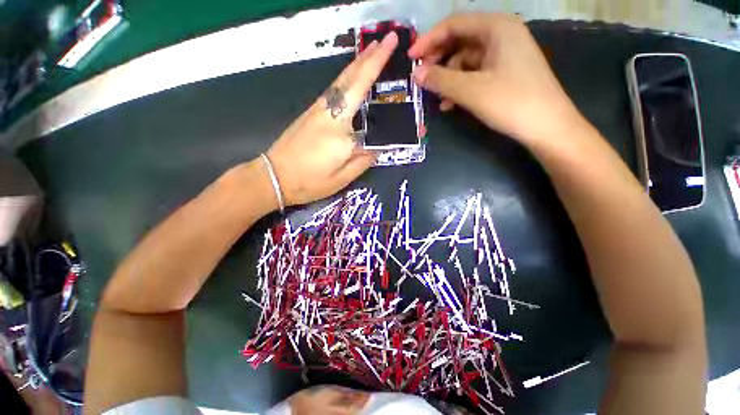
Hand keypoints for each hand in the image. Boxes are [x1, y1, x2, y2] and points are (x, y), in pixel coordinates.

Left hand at [265, 32, 398, 206]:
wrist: (274, 177)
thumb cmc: (310, 181)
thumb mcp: (342, 178)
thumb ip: (364, 160)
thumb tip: (379, 146)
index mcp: (340, 128)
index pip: (362, 90)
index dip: (377, 64)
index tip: (391, 43)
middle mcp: (328, 112)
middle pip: (350, 77)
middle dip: (369, 56)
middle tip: (386, 41)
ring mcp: (317, 110)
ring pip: (340, 81)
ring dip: (357, 65)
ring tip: (373, 54)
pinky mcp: (310, 113)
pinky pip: (333, 91)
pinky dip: (346, 79)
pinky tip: (353, 80)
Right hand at [409, 13, 584, 144]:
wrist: (547, 126)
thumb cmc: (511, 102)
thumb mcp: (471, 90)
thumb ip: (440, 80)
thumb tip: (416, 74)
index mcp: (496, 27)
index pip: (454, 24)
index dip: (429, 41)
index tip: (411, 59)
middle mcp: (501, 34)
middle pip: (459, 41)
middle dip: (438, 61)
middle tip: (421, 80)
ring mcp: (503, 54)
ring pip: (465, 60)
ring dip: (447, 78)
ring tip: (436, 98)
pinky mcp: (504, 72)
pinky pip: (474, 73)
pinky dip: (459, 86)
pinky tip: (450, 104)